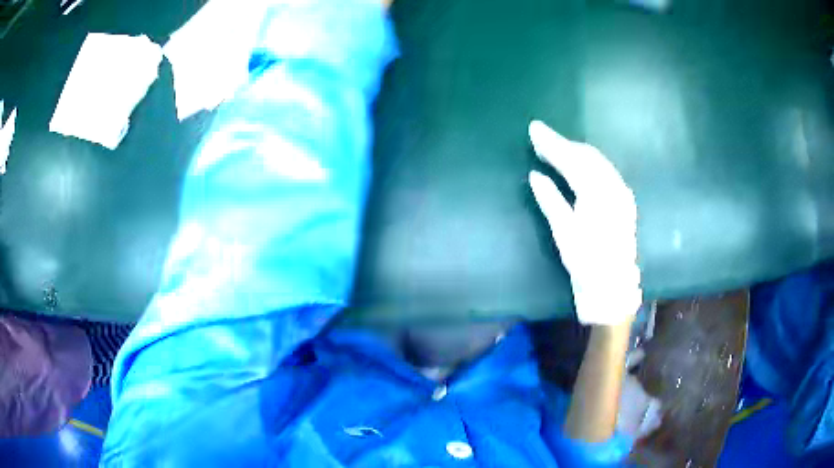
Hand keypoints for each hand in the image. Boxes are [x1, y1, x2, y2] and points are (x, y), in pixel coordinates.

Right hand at [528, 120, 640, 325]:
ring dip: (576, 152)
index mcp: (597, 195)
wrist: (612, 288)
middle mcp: (613, 188)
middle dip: (563, 144)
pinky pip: (605, 171)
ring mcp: (622, 193)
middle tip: (540, 137)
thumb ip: (551, 200)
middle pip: (586, 155)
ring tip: (555, 149)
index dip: (552, 144)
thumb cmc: (585, 265)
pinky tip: (579, 164)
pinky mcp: (624, 201)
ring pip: (597, 161)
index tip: (534, 130)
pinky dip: (589, 163)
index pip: (572, 159)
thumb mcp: (564, 234)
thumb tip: (536, 175)